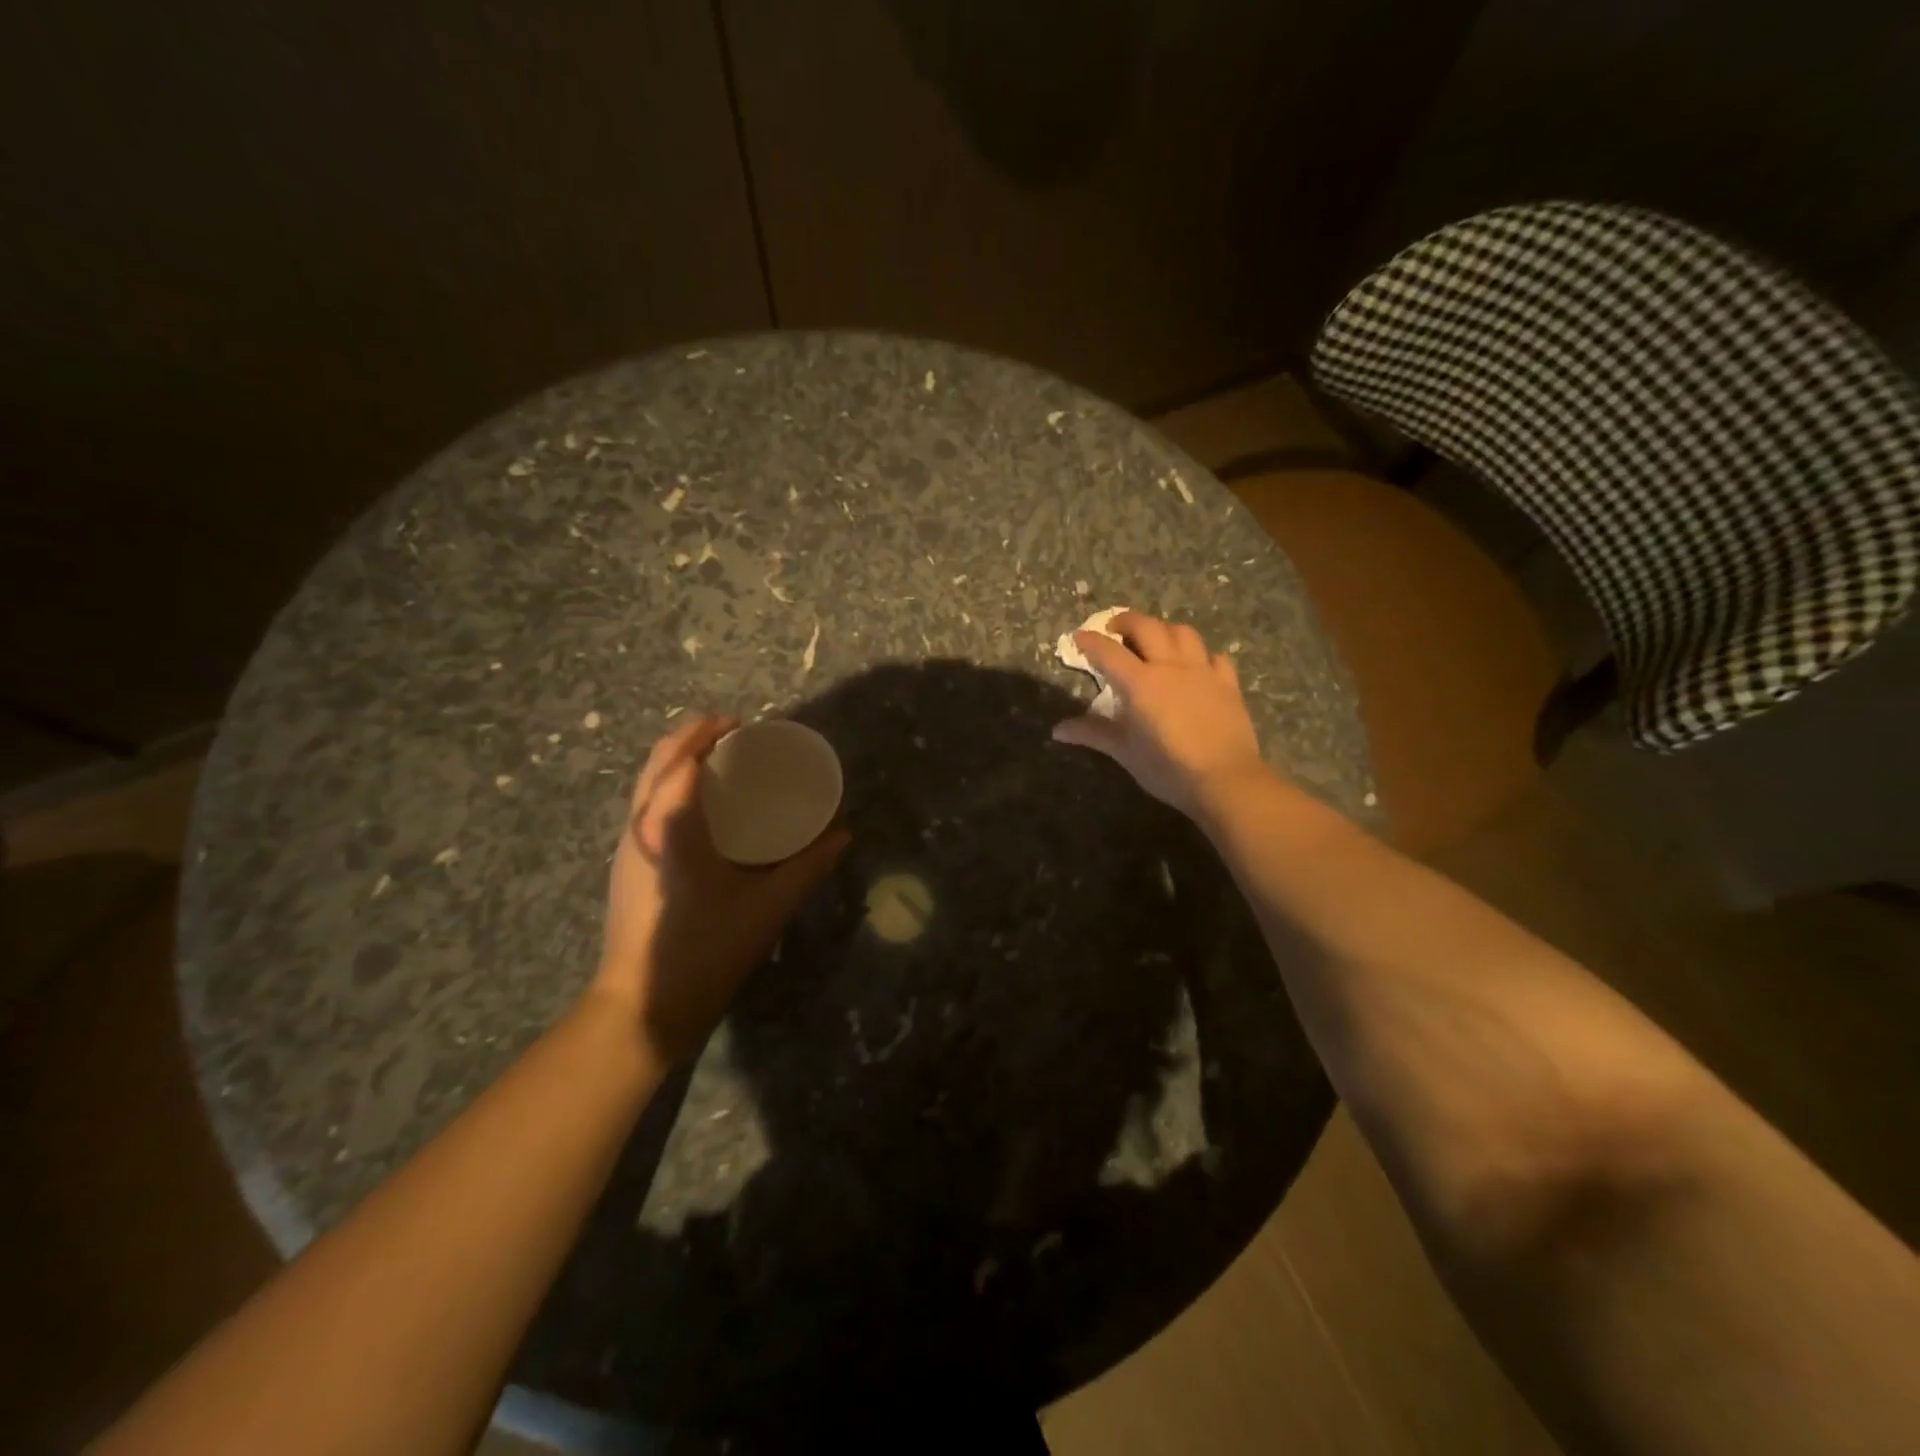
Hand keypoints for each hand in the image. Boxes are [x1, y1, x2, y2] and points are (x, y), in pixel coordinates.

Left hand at [595, 715, 848, 1064]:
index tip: (743, 724)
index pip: (682, 759)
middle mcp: (640, 826)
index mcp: (670, 827)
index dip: (708, 732)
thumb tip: (842, 834)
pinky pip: (646, 806)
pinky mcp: (627, 866)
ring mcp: (627, 847)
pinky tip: (703, 809)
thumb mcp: (767, 907)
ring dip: (679, 760)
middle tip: (735, 736)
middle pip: (656, 761)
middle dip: (692, 737)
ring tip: (721, 763)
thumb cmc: (706, 950)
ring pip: (646, 783)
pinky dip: (671, 787)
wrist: (641, 1007)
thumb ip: (808, 867)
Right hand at [1051, 612, 1266, 816]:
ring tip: (1155, 640)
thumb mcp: (1124, 752)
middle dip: (1126, 621)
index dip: (1090, 641)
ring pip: (1182, 633)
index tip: (1078, 637)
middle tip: (1114, 629)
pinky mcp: (1228, 683)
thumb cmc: (1167, 768)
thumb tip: (1057, 730)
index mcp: (1140, 683)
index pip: (1108, 652)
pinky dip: (1200, 654)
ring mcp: (1202, 671)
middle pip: (1147, 627)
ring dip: (1164, 629)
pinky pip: (1214, 656)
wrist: (1225, 780)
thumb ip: (1092, 733)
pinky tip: (1195, 665)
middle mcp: (1170, 666)